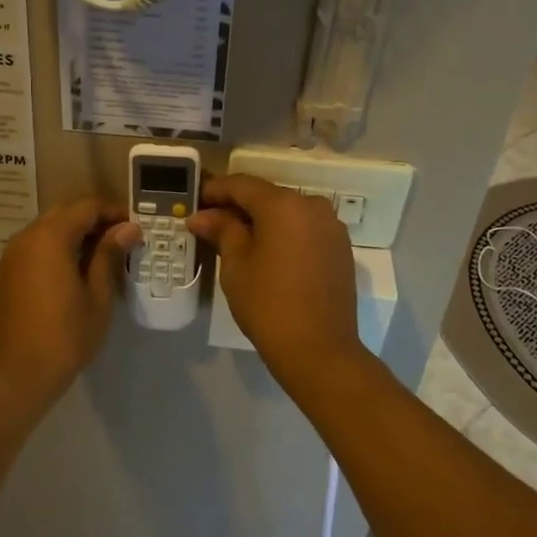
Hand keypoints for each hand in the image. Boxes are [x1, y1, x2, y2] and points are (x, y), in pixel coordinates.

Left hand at [0, 197, 139, 406]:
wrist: (16, 374)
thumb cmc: (65, 335)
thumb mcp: (97, 295)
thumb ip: (109, 255)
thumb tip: (128, 228)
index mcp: (50, 237)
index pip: (87, 206)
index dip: (114, 212)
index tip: (136, 228)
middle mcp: (26, 237)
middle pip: (65, 213)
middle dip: (94, 221)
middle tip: (121, 241)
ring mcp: (11, 256)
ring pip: (47, 230)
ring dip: (74, 235)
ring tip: (101, 257)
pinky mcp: (5, 275)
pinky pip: (34, 248)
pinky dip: (56, 249)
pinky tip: (74, 273)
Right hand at [187, 174, 364, 387]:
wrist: (319, 350)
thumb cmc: (268, 304)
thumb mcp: (236, 265)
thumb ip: (222, 231)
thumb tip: (202, 216)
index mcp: (284, 204)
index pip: (242, 185)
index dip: (215, 190)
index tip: (195, 200)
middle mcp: (312, 205)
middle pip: (267, 196)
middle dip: (238, 206)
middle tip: (210, 221)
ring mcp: (331, 227)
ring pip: (288, 213)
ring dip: (262, 221)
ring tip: (235, 238)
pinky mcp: (340, 248)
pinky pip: (305, 230)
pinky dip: (284, 234)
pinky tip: (266, 251)